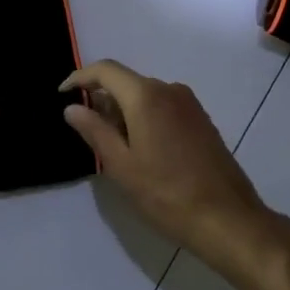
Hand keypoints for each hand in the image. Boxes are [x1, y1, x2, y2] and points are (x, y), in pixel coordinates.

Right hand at [61, 60, 273, 269]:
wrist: (228, 218)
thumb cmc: (167, 194)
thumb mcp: (122, 166)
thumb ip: (95, 131)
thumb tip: (72, 107)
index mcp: (146, 96)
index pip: (105, 70)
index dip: (80, 78)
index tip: (62, 95)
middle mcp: (169, 89)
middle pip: (126, 82)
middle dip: (102, 99)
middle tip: (87, 133)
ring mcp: (189, 104)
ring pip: (145, 95)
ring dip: (123, 111)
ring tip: (114, 147)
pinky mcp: (201, 120)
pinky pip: (163, 107)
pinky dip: (144, 117)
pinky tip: (142, 149)